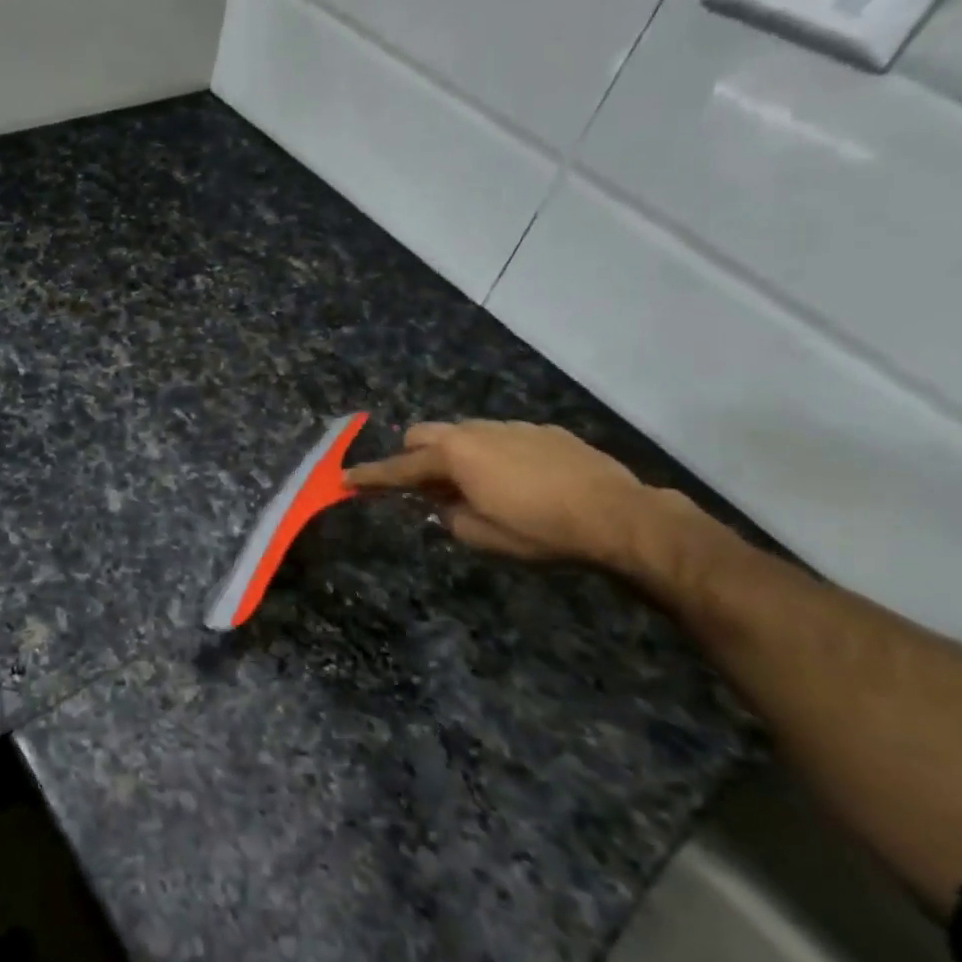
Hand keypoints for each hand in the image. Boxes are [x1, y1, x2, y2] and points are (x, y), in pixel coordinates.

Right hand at [346, 420, 653, 565]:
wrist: (616, 514)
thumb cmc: (539, 529)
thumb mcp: (480, 535)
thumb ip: (448, 514)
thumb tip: (445, 502)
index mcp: (454, 455)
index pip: (399, 468)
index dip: (370, 477)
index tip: (345, 479)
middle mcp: (477, 431)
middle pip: (424, 435)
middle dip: (413, 458)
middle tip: (426, 491)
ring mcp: (512, 426)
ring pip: (463, 433)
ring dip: (454, 456)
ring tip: (476, 489)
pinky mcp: (543, 430)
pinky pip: (500, 438)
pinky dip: (491, 456)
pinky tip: (517, 482)